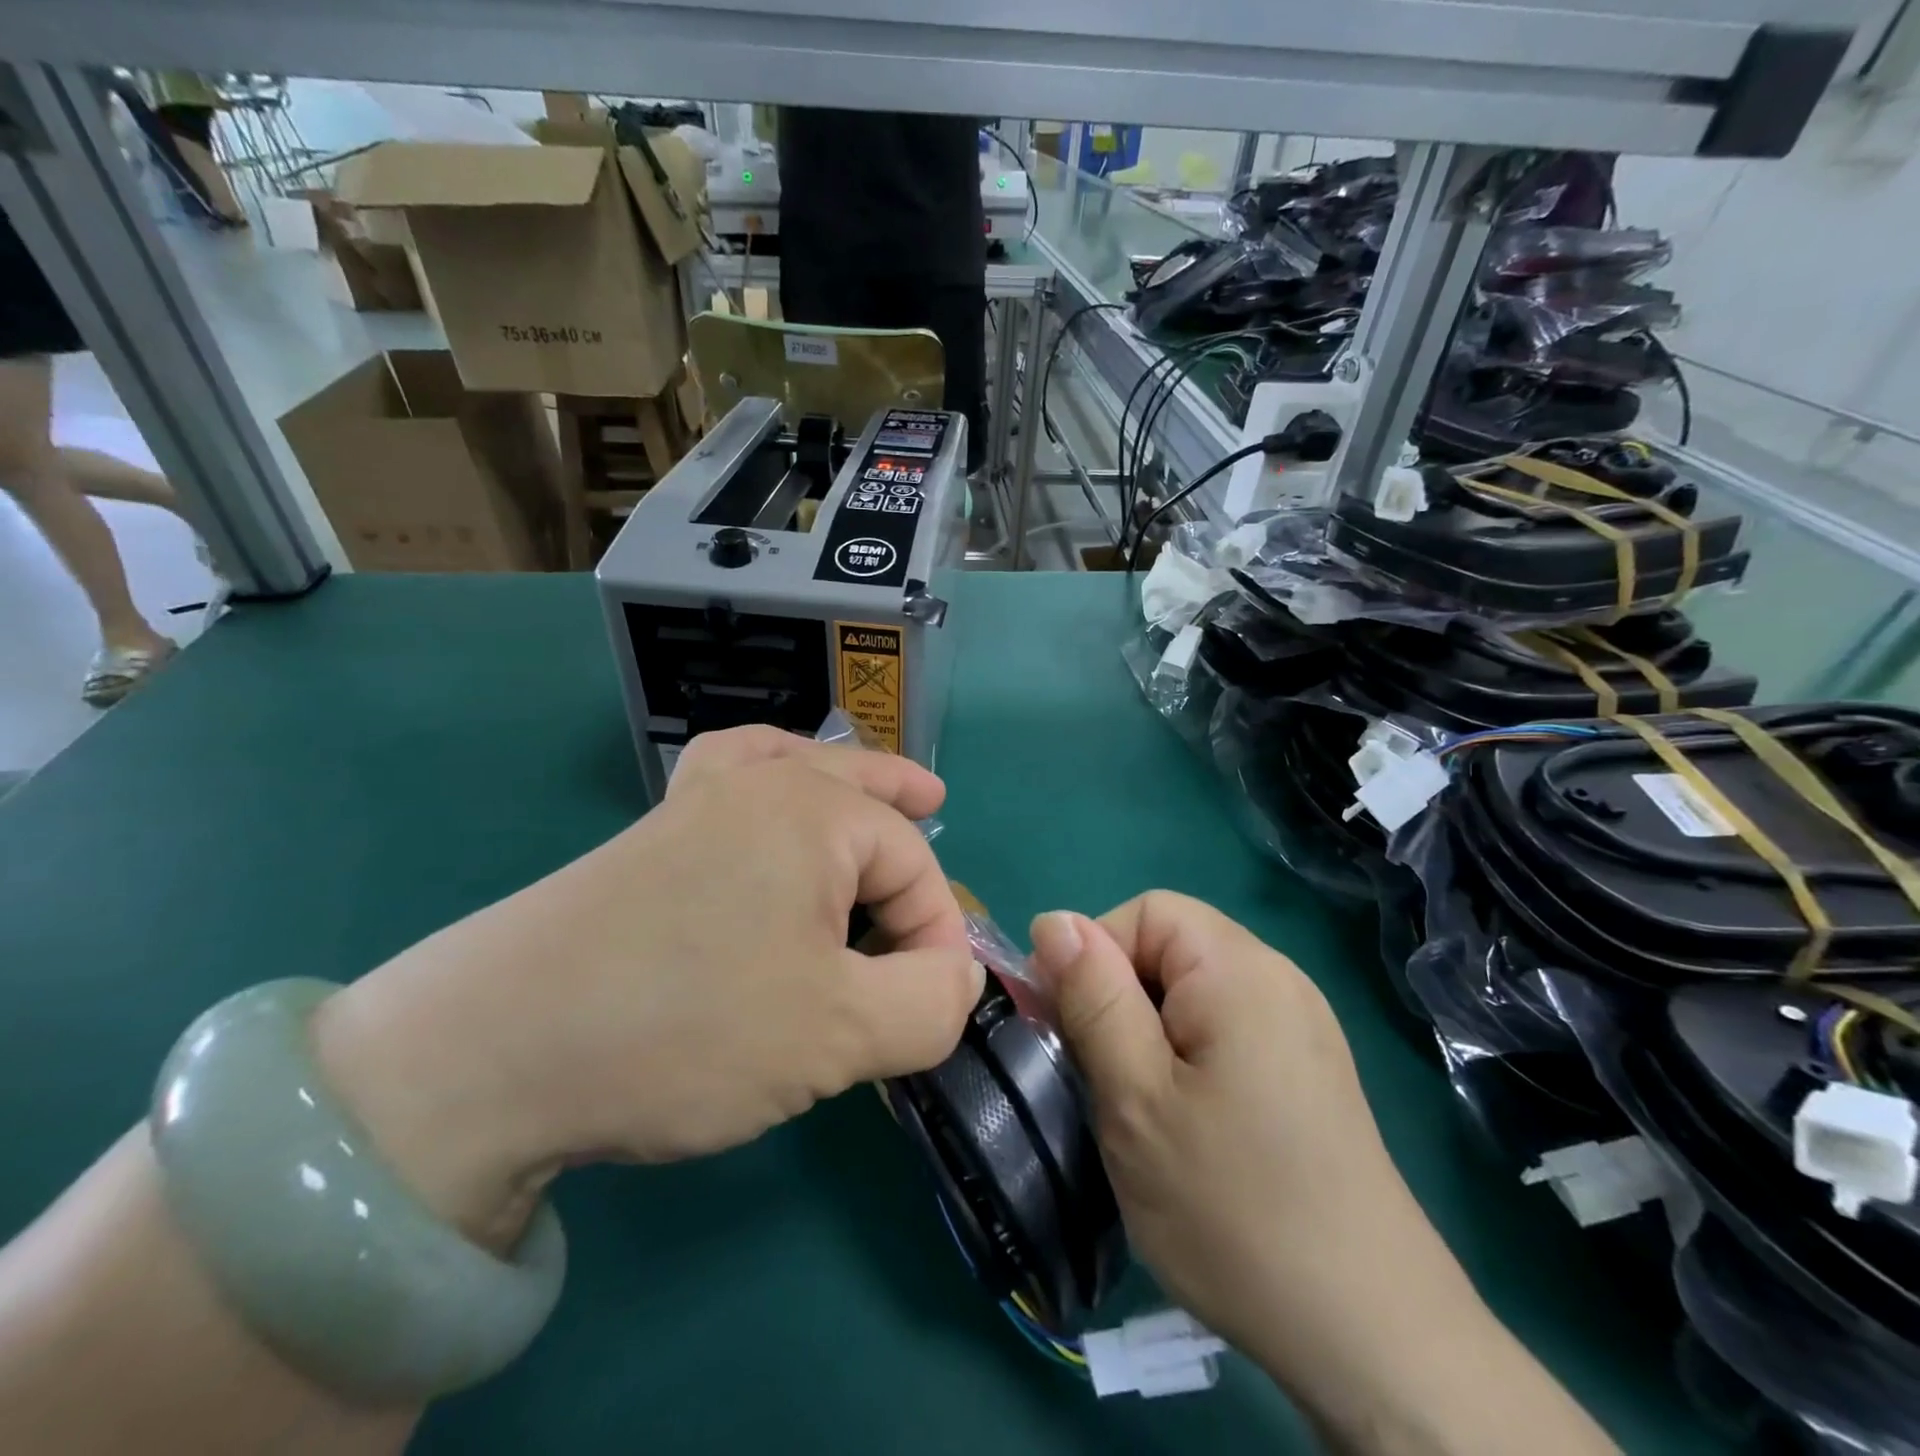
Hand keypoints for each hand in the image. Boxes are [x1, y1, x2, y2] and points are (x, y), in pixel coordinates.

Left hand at [311, 727, 982, 1248]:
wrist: (490, 1053)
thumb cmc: (690, 1030)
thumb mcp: (840, 1034)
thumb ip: (930, 1003)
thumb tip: (960, 975)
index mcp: (815, 813)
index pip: (915, 867)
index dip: (937, 937)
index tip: (924, 1010)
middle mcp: (760, 786)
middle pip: (862, 794)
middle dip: (906, 811)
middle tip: (939, 807)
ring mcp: (697, 802)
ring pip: (796, 767)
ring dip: (845, 775)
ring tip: (874, 783)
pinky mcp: (652, 835)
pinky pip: (727, 773)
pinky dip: (764, 768)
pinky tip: (768, 782)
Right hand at [1028, 892, 1418, 1367]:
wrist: (1370, 1336)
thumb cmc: (1232, 1206)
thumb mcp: (1135, 1096)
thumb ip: (1093, 997)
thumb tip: (1053, 921)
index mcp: (1239, 969)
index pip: (1145, 912)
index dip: (1096, 956)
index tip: (1075, 1029)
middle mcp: (1279, 978)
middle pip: (1172, 946)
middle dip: (1122, 997)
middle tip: (1106, 1077)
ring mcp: (1302, 1024)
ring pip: (1194, 991)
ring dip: (1151, 1031)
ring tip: (1143, 1106)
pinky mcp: (1309, 1068)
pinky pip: (1228, 1026)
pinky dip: (1189, 1055)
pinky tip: (1192, 1123)